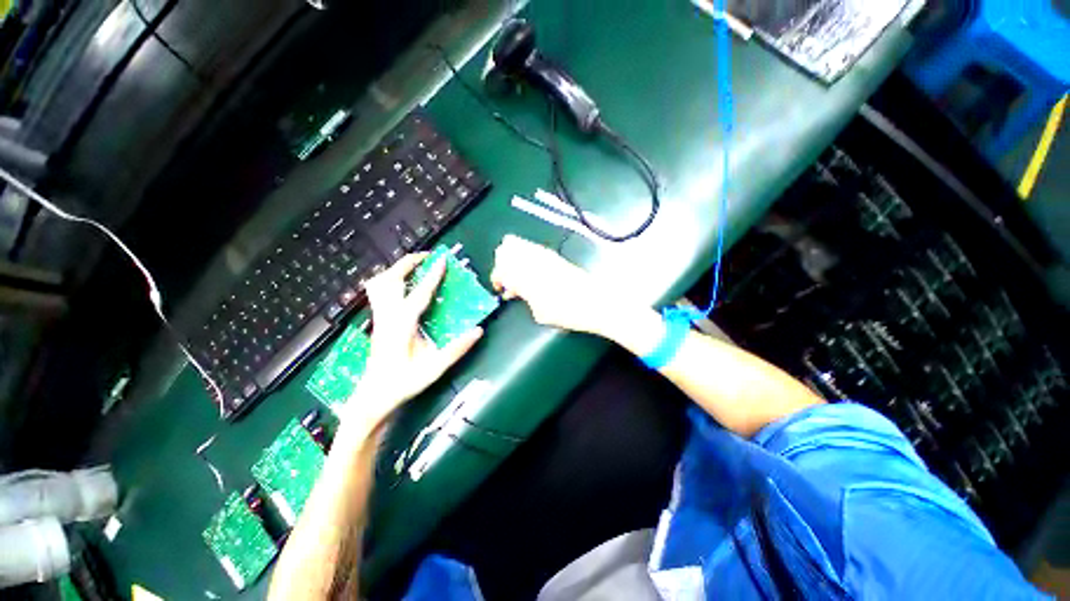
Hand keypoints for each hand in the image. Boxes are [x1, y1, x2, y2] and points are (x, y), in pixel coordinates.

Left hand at [342, 253, 483, 436]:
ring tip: (415, 266)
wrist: (373, 397)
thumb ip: (457, 349)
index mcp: (402, 326)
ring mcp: (379, 318)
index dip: (432, 275)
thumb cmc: (403, 383)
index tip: (442, 260)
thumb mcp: (434, 369)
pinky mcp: (378, 322)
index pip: (418, 293)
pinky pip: (379, 292)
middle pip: (389, 280)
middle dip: (407, 263)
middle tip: (427, 256)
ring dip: (396, 270)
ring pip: (379, 284)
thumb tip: (478, 330)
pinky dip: (390, 280)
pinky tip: (403, 285)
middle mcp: (387, 317)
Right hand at [490, 235, 614, 335]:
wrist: (593, 301)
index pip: (500, 270)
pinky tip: (529, 266)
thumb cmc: (565, 312)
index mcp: (525, 278)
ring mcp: (543, 254)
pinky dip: (524, 253)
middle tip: (507, 278)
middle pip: (504, 250)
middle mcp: (531, 261)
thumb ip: (524, 297)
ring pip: (516, 243)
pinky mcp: (553, 254)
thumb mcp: (538, 312)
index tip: (500, 289)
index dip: (497, 279)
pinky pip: (531, 247)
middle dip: (502, 264)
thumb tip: (515, 291)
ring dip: (512, 256)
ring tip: (516, 270)